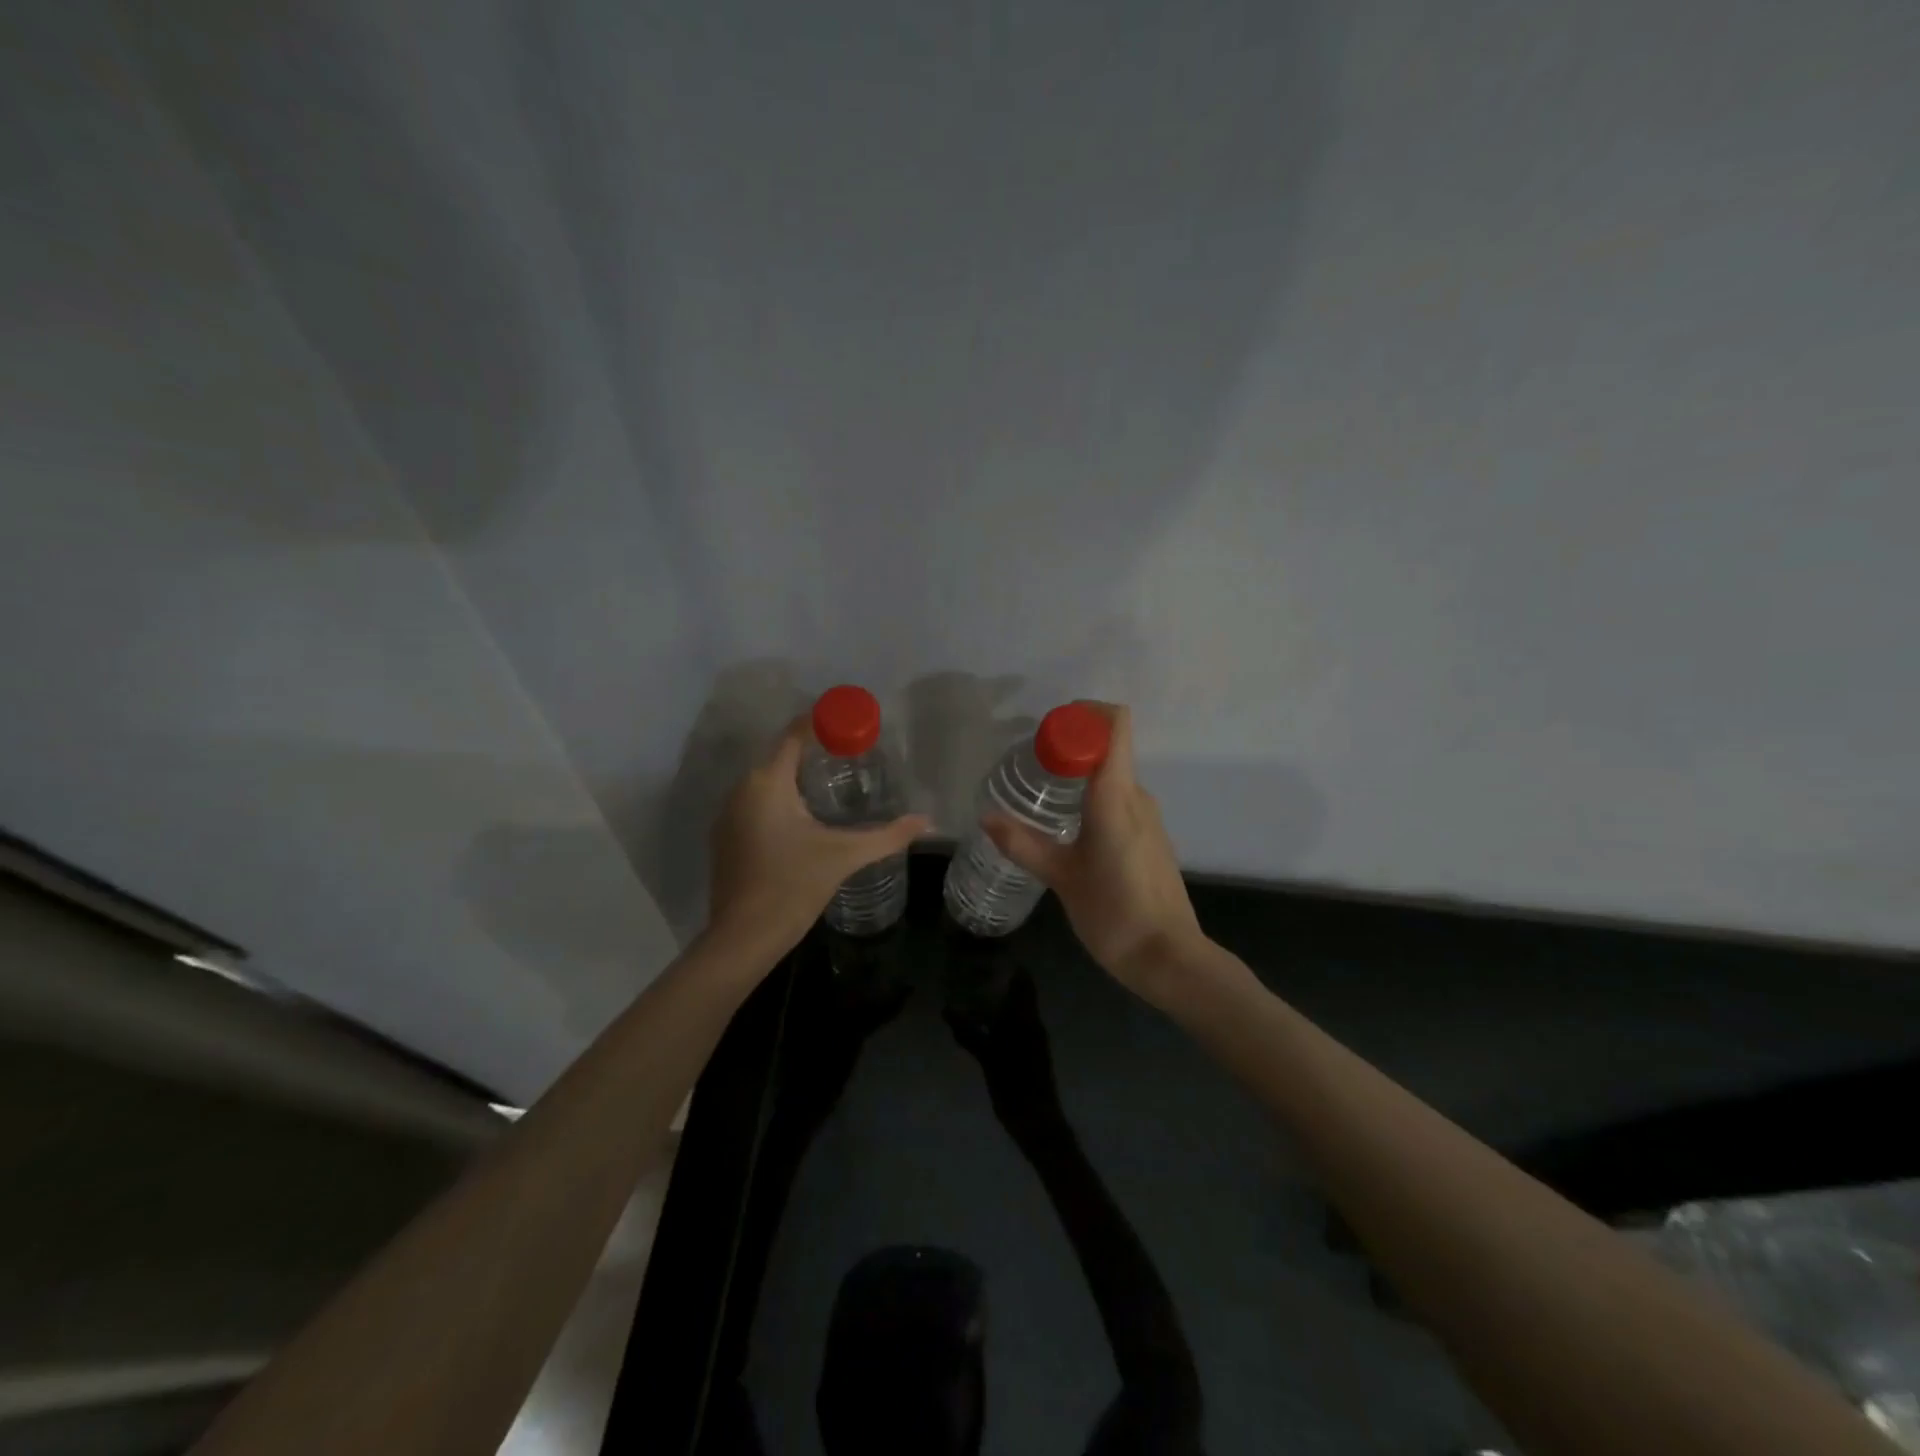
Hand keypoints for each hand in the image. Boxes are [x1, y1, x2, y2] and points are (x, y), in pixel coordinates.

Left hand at [708, 718, 929, 955]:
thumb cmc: (793, 886)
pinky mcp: (727, 837)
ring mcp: (729, 815)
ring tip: (835, 779)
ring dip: (797, 775)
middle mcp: (742, 790)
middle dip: (814, 749)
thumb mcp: (844, 856)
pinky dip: (781, 798)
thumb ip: (887, 836)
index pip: (794, 734)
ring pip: (767, 780)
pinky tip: (806, 815)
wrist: (743, 938)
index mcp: (767, 783)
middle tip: (852, 751)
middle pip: (780, 755)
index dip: (822, 721)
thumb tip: (927, 821)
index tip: (851, 719)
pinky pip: (757, 802)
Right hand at [946, 969, 1061, 1136]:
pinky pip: (1014, 1025)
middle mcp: (1032, 1024)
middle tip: (974, 968)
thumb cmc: (1016, 1087)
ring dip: (1000, 998)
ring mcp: (1032, 1039)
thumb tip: (946, 1009)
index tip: (991, 952)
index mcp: (1027, 1020)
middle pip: (1020, 993)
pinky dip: (1000, 1017)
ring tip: (972, 988)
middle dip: (1001, 980)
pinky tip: (981, 1020)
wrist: (1037, 1121)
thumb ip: (969, 1034)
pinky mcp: (1028, 1052)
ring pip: (1016, 1009)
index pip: (1024, 982)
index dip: (1011, 966)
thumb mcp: (989, 1060)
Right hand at [981, 704, 1204, 1003]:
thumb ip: (1023, 844)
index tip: (1048, 729)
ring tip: (1042, 795)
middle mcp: (1137, 796)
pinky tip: (1069, 826)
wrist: (1170, 958)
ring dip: (1081, 773)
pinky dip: (1093, 797)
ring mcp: (1149, 817)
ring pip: (1113, 775)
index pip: (1116, 724)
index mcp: (1116, 796)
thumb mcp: (1061, 877)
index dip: (1085, 713)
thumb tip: (985, 817)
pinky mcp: (1151, 837)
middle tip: (1031, 765)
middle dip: (1072, 745)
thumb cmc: (1113, 912)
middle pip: (1110, 746)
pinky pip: (1120, 799)